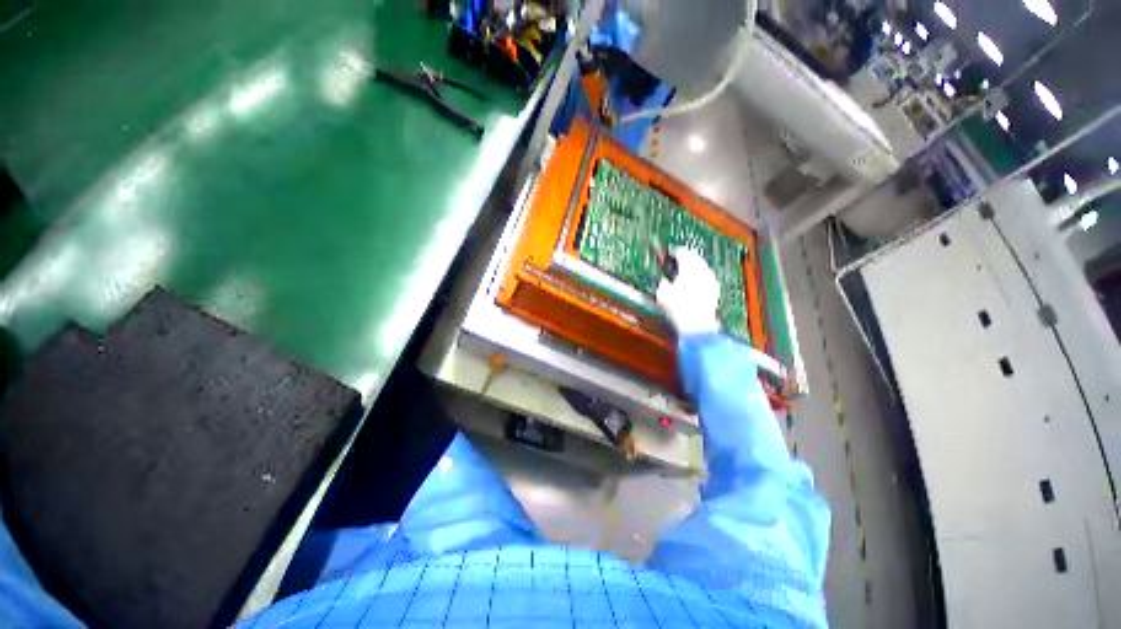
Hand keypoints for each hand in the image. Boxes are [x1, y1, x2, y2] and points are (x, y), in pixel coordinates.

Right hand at [655, 246, 719, 335]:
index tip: (669, 252)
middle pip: (695, 258)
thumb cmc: (677, 308)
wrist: (696, 324)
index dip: (674, 252)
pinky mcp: (715, 291)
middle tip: (679, 259)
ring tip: (686, 271)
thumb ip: (662, 282)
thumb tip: (664, 279)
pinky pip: (708, 278)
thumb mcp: (662, 294)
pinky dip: (701, 277)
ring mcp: (711, 280)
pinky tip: (695, 283)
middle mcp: (702, 270)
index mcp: (688, 267)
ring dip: (695, 267)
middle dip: (687, 258)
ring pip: (703, 267)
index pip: (682, 253)